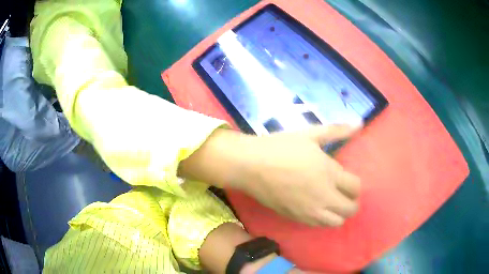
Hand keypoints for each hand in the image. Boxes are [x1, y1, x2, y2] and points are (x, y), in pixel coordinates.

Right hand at [231, 125, 361, 225]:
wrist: (251, 166)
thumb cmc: (281, 147)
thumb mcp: (310, 134)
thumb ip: (337, 131)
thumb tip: (359, 124)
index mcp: (329, 173)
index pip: (356, 187)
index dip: (355, 184)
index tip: (348, 179)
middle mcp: (324, 196)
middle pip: (351, 209)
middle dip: (352, 202)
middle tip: (344, 193)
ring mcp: (310, 211)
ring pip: (337, 222)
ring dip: (339, 213)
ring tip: (332, 202)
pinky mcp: (296, 218)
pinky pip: (319, 226)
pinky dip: (324, 219)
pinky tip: (317, 208)